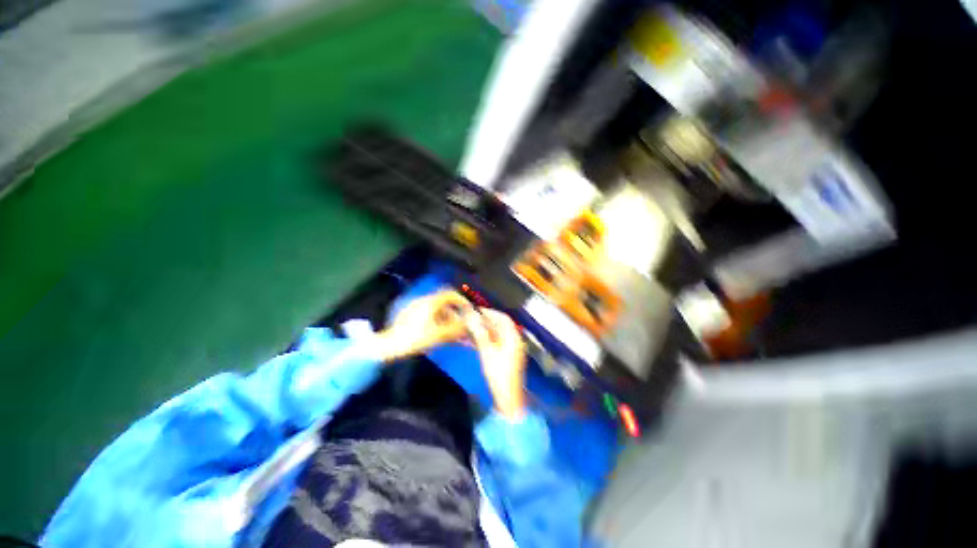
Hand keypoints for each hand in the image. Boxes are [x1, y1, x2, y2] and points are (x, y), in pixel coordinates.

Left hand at [377, 290, 472, 361]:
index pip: (451, 294)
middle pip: (444, 302)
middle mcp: (423, 300)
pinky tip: (436, 331)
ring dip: (446, 317)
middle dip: (454, 312)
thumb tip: (469, 323)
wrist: (390, 345)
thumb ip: (456, 328)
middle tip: (459, 324)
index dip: (462, 301)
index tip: (468, 310)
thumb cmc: (416, 339)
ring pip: (436, 308)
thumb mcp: (439, 335)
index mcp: (431, 302)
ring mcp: (415, 306)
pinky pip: (428, 312)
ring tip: (449, 331)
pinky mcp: (409, 313)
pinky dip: (436, 319)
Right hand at [465, 309, 526, 418]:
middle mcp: (515, 340)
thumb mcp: (486, 351)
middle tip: (472, 319)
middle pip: (501, 325)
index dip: (490, 312)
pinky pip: (498, 342)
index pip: (503, 318)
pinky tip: (476, 340)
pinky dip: (488, 339)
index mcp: (513, 337)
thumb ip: (479, 333)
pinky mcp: (508, 356)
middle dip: (487, 321)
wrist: (508, 396)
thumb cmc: (498, 373)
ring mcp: (512, 349)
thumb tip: (471, 317)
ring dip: (486, 329)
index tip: (477, 310)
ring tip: (472, 328)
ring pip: (498, 334)